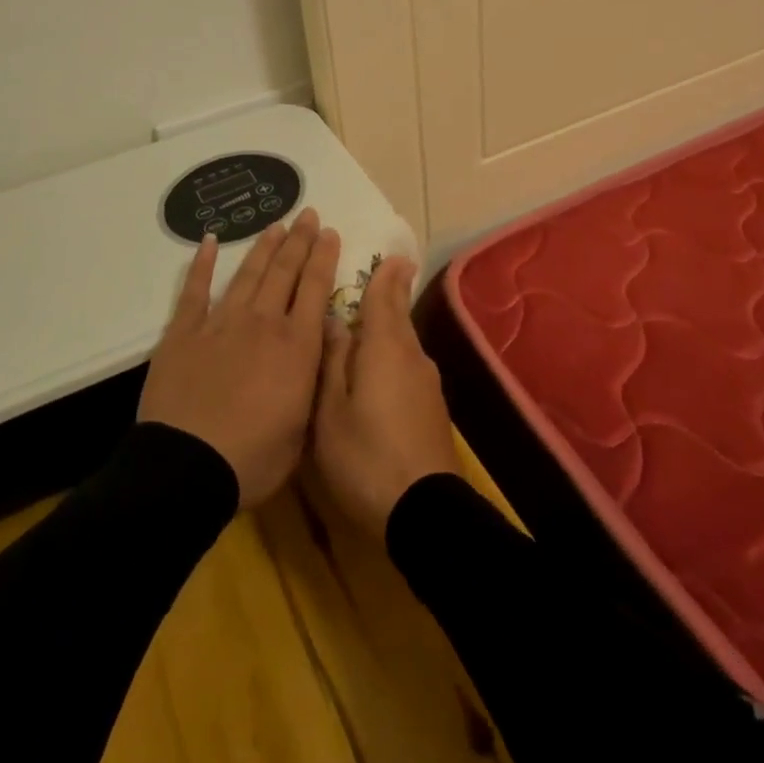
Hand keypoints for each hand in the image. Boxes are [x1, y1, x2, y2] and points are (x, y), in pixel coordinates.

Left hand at [139, 209, 339, 508]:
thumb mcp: (303, 427)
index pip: (316, 288)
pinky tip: (208, 242)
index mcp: (297, 346)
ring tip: (277, 225)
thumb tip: (317, 350)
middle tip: (308, 214)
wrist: (188, 468)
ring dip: (264, 247)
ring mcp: (221, 323)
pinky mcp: (184, 333)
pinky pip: (194, 291)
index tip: (330, 233)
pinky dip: (201, 265)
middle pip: (285, 271)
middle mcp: (263, 323)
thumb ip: (311, 381)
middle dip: (299, 241)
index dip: (324, 257)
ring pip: (248, 274)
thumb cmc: (253, 458)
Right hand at [311, 254, 460, 537]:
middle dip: (387, 297)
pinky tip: (377, 373)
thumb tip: (332, 320)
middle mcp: (412, 355)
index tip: (390, 254)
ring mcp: (427, 381)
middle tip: (373, 281)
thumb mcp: (331, 410)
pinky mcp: (432, 407)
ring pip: (403, 343)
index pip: (386, 296)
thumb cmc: (366, 455)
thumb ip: (332, 360)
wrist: (424, 508)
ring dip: (387, 330)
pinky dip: (392, 358)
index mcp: (386, 346)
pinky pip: (408, 366)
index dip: (386, 274)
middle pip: (398, 316)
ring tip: (363, 328)